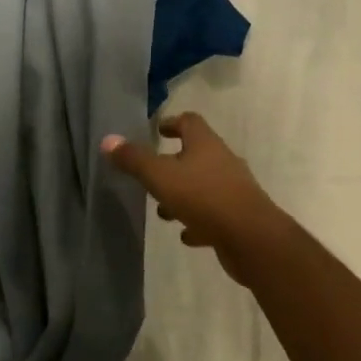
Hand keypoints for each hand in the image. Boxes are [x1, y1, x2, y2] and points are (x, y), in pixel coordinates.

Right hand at [102, 113, 293, 285]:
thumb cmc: (204, 197)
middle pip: (196, 154)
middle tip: (152, 175)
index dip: (172, 123)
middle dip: (173, 164)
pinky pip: (214, 214)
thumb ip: (134, 160)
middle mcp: (222, 161)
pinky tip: (186, 234)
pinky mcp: (238, 217)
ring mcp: (233, 190)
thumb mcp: (161, 177)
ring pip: (204, 186)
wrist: (252, 238)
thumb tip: (108, 140)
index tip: (157, 131)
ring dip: (184, 195)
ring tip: (163, 211)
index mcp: (205, 144)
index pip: (189, 122)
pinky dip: (198, 220)